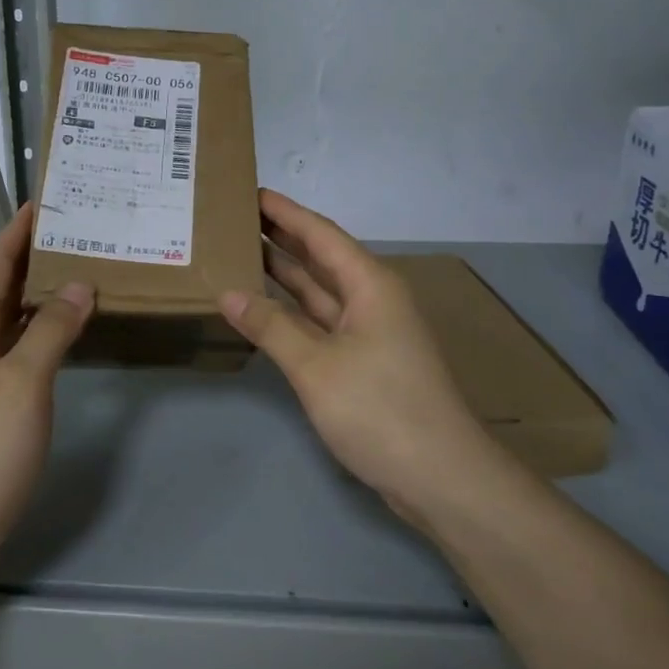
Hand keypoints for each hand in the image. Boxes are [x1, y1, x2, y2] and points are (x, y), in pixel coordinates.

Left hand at [0, 204, 92, 576]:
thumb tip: (78, 284)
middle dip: (35, 257)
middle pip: (0, 286)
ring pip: (8, 319)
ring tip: (82, 273)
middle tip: (80, 233)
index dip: (18, 230)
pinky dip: (39, 331)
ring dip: (39, 294)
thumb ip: (50, 329)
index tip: (46, 200)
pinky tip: (65, 335)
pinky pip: (14, 349)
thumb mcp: (22, 383)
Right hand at [219, 190, 495, 526]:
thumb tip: (228, 293)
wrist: (440, 477)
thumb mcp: (316, 366)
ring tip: (243, 252)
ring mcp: (370, 333)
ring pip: (320, 292)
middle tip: (237, 218)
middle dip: (283, 237)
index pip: (321, 234)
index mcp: (370, 285)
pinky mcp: (365, 363)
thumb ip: (271, 326)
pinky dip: (294, 313)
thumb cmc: (380, 409)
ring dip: (286, 274)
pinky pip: (322, 322)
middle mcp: (372, 300)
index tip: (252, 192)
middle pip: (322, 258)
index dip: (286, 213)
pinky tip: (265, 308)